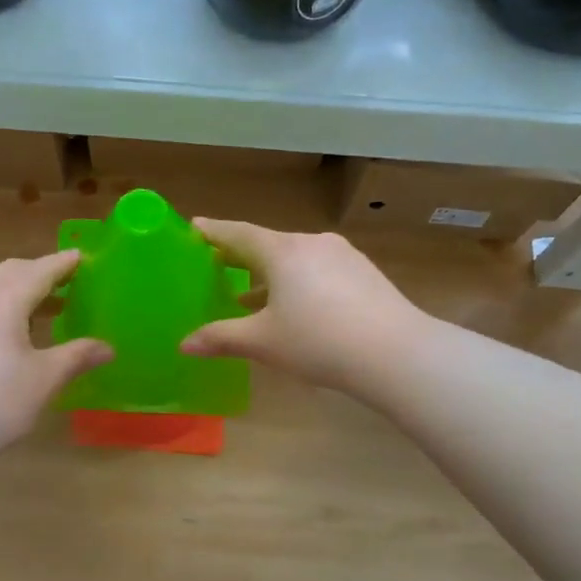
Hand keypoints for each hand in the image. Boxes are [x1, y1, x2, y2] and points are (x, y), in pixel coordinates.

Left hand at [0, 250, 111, 451]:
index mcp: (5, 298)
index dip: (63, 264)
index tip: (80, 257)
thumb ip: (77, 356)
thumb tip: (107, 348)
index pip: (40, 270)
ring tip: (41, 308)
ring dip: (16, 290)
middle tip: (64, 282)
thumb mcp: (45, 378)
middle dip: (38, 273)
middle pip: (11, 272)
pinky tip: (8, 330)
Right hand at [179, 219, 426, 395]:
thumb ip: (221, 338)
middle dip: (242, 256)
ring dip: (271, 274)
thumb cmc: (318, 341)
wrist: (396, 353)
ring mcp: (343, 256)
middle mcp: (312, 243)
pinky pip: (320, 270)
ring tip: (253, 296)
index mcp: (282, 251)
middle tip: (219, 265)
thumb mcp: (263, 342)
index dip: (214, 232)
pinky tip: (298, 307)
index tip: (195, 227)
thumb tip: (184, 345)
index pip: (238, 233)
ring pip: (296, 258)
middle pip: (268, 244)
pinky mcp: (365, 273)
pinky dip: (299, 282)